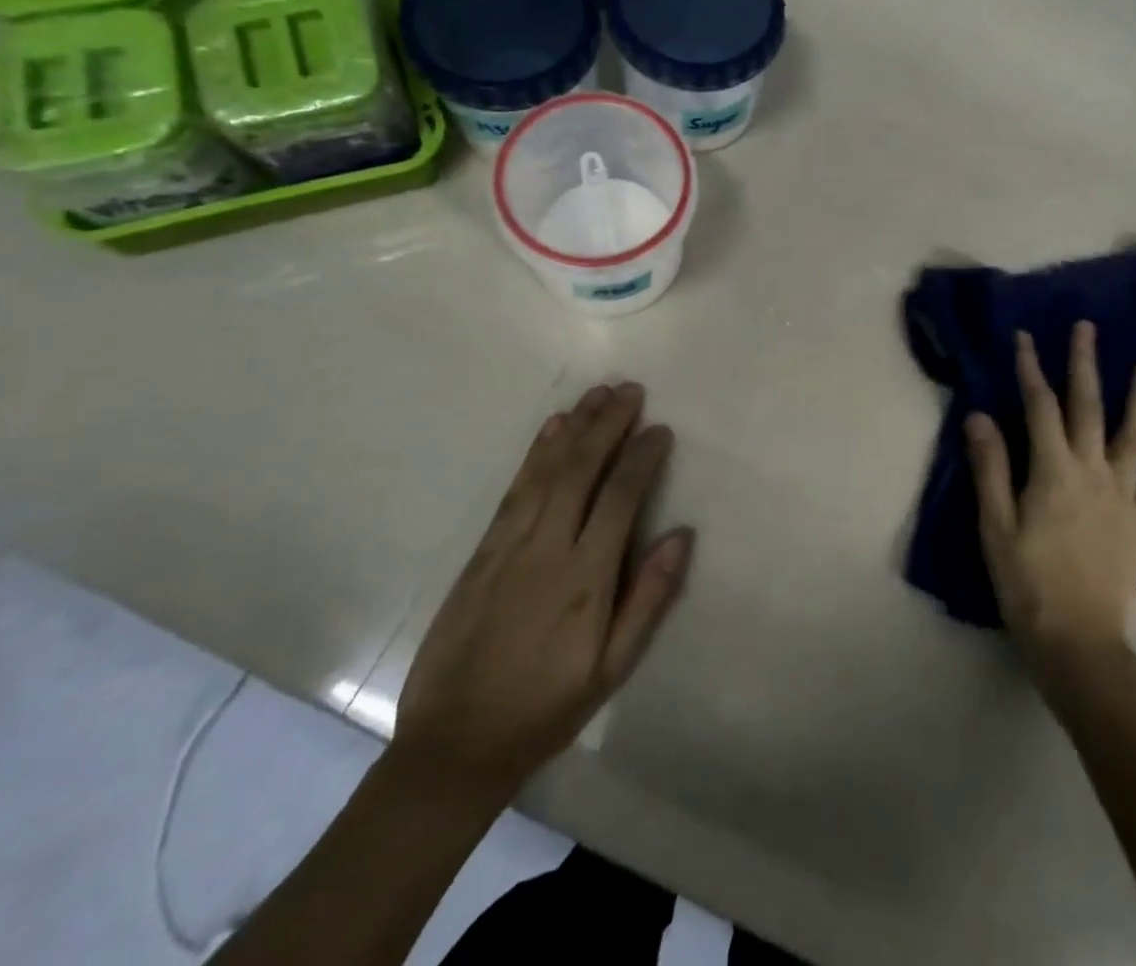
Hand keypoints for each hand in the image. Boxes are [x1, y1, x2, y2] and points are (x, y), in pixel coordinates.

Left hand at [390, 383, 691, 797]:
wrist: (453, 745)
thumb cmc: (547, 708)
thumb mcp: (613, 668)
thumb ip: (649, 598)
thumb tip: (682, 535)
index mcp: (585, 580)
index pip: (619, 498)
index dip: (641, 458)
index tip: (660, 430)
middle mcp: (547, 549)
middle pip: (581, 470)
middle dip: (608, 424)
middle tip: (631, 389)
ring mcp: (509, 546)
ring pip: (546, 471)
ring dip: (574, 427)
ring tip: (598, 392)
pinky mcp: (482, 551)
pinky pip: (514, 489)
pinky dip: (536, 453)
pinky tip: (552, 428)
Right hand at [967, 322, 1135, 675]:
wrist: (1078, 642)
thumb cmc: (1026, 583)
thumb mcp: (995, 525)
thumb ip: (991, 467)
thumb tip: (980, 415)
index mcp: (1053, 470)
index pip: (1040, 406)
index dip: (1030, 369)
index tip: (1024, 337)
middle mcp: (1093, 472)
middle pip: (1089, 407)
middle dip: (1084, 364)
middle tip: (1087, 328)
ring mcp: (1124, 496)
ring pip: (1134, 436)